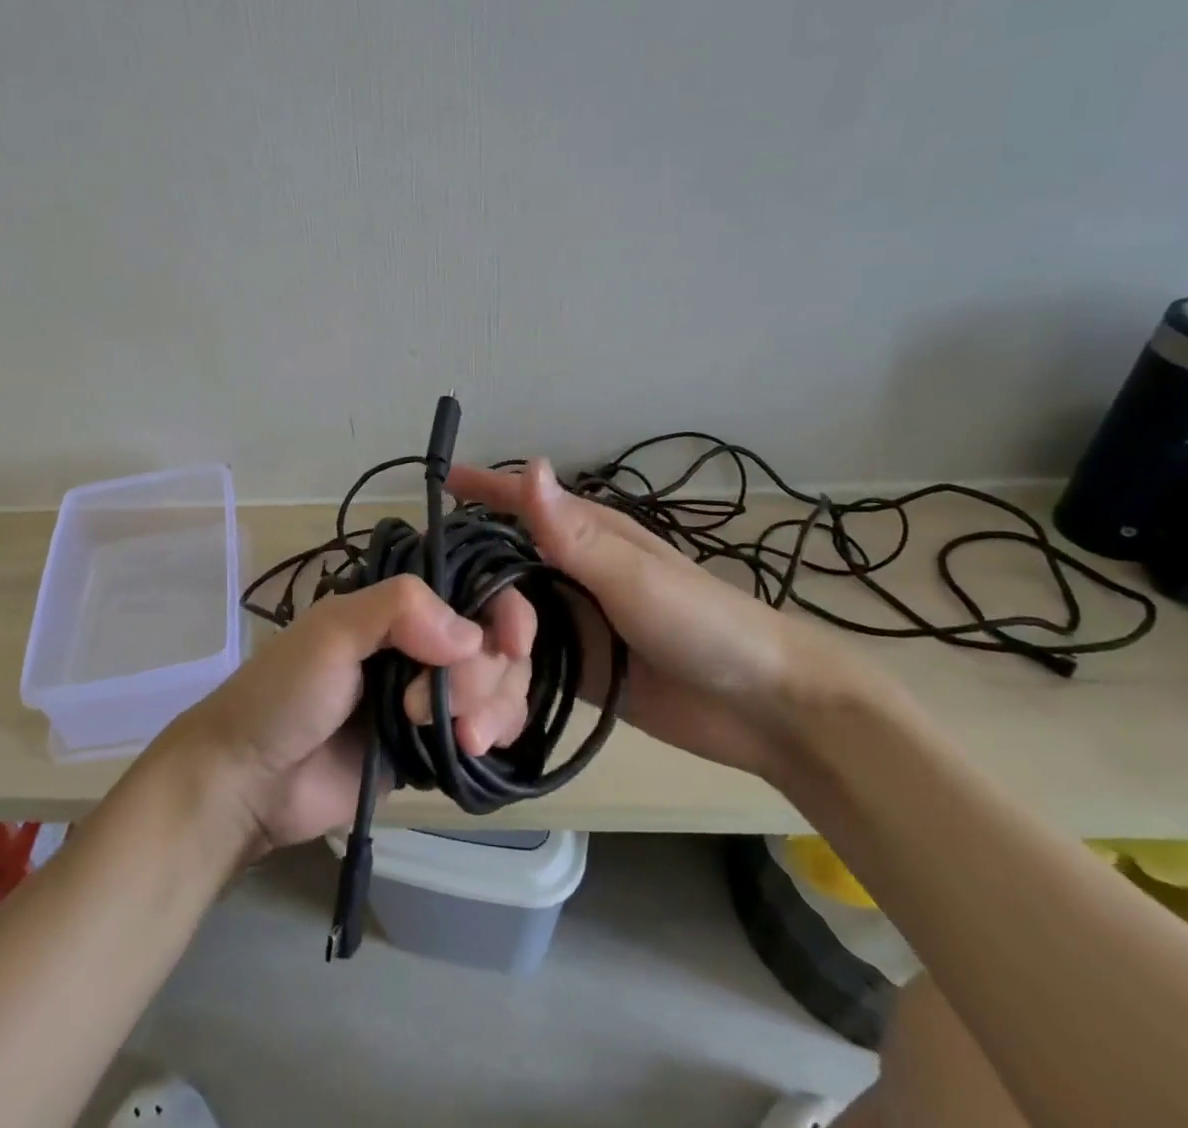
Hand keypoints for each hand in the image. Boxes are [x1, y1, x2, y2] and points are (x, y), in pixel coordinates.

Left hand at [158, 575, 535, 850]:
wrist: (250, 781)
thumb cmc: (283, 693)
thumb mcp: (332, 633)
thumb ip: (398, 611)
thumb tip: (473, 635)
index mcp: (398, 607)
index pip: (475, 590)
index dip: (506, 611)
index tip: (511, 644)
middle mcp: (421, 643)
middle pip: (494, 643)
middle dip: (481, 675)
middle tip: (427, 706)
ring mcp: (429, 695)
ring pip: (500, 686)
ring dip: (492, 707)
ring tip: (457, 737)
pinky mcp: (432, 745)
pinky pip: (487, 731)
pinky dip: (493, 734)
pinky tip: (469, 748)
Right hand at [448, 459, 833, 778]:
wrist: (763, 706)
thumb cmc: (702, 624)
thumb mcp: (634, 577)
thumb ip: (574, 533)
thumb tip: (528, 465)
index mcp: (582, 538)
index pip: (518, 505)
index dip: (479, 491)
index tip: (435, 486)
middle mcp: (567, 575)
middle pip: (495, 578)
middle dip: (458, 605)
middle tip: (425, 640)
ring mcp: (569, 624)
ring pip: (501, 631)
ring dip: (475, 664)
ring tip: (448, 707)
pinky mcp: (573, 670)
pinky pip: (521, 673)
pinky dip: (499, 692)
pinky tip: (476, 722)